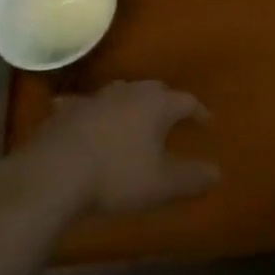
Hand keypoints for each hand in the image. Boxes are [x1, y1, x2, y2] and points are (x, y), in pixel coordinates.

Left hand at [6, 80, 220, 220]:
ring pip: (121, 93)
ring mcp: (96, 97)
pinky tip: (85, 117)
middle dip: (165, 102)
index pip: (186, 100)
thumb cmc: (117, 175)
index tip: (206, 122)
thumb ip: (192, 178)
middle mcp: (129, 91)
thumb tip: (218, 172)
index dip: (199, 111)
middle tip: (171, 118)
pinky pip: (86, 105)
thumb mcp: (161, 184)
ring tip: (133, 118)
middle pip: (154, 90)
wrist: (56, 170)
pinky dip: (92, 111)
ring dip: (130, 104)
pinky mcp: (69, 109)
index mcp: (156, 104)